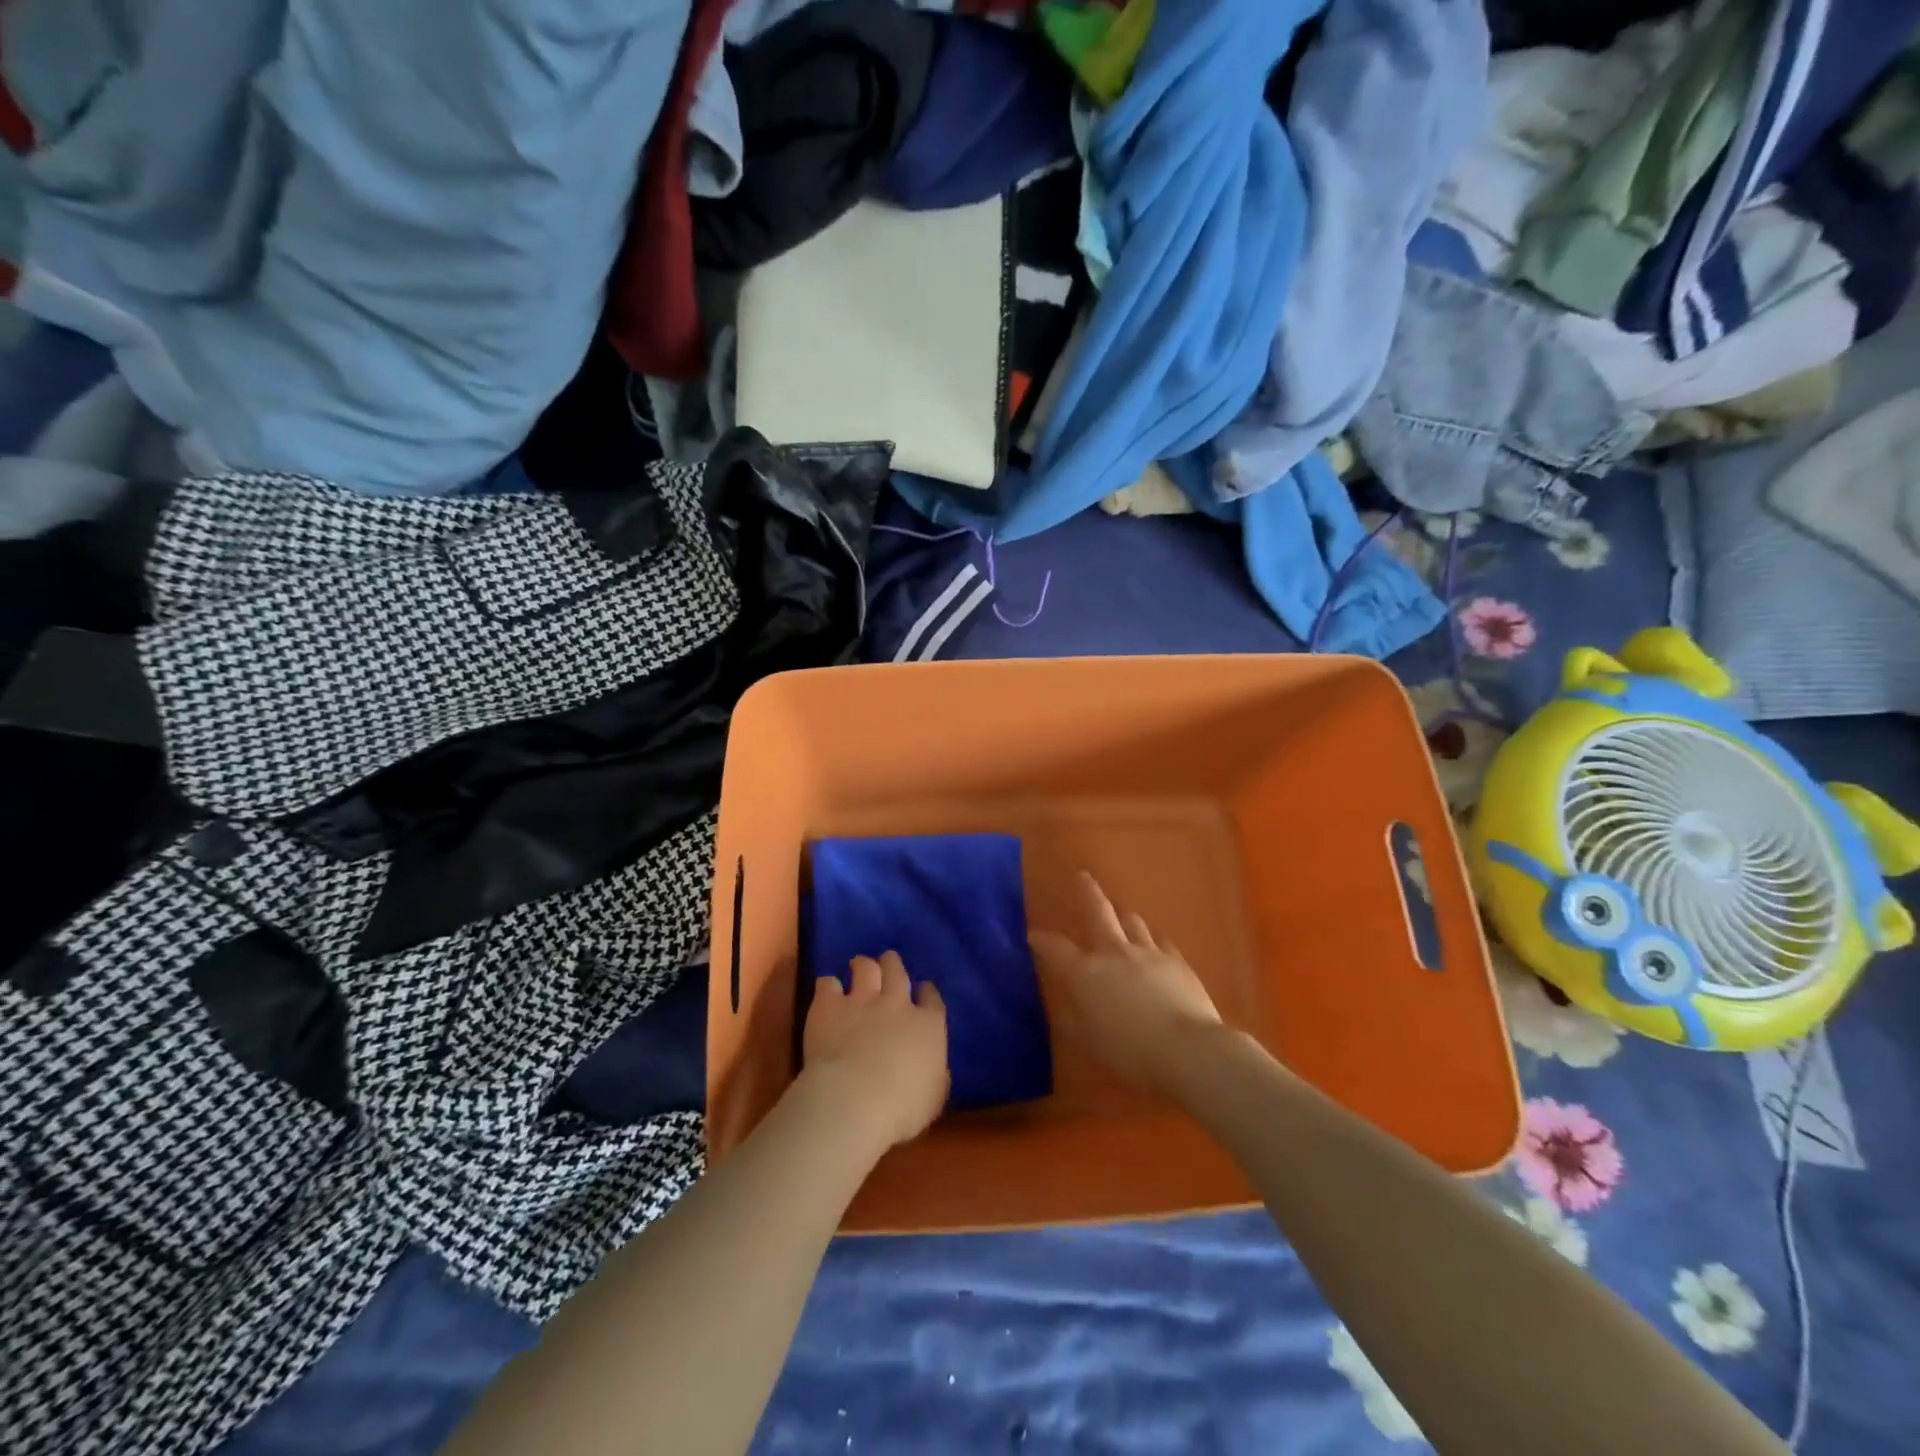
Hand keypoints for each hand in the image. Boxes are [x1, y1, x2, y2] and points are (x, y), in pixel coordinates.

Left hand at [800, 951, 948, 1151]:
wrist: (855, 1099)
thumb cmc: (903, 1108)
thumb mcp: (934, 1098)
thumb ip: (936, 1075)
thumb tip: (935, 1067)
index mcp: (927, 1026)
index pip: (932, 1000)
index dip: (928, 992)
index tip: (924, 989)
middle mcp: (896, 1005)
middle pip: (897, 973)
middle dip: (893, 964)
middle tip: (889, 961)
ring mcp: (861, 1001)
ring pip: (865, 968)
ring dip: (863, 965)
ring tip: (858, 964)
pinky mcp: (829, 1006)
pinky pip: (828, 984)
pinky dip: (828, 986)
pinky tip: (826, 989)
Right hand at [1030, 872, 1223, 1094]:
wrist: (1189, 1049)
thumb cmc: (1131, 1052)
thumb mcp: (1091, 1043)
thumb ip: (1074, 1021)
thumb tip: (1065, 1008)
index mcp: (1086, 974)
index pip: (1055, 949)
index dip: (1041, 940)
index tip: (1031, 934)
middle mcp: (1114, 953)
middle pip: (1098, 912)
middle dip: (1087, 893)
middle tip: (1082, 876)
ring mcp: (1149, 953)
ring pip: (1133, 922)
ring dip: (1123, 918)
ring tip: (1122, 917)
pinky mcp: (1177, 961)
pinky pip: (1162, 943)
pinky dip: (1154, 942)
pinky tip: (1156, 948)